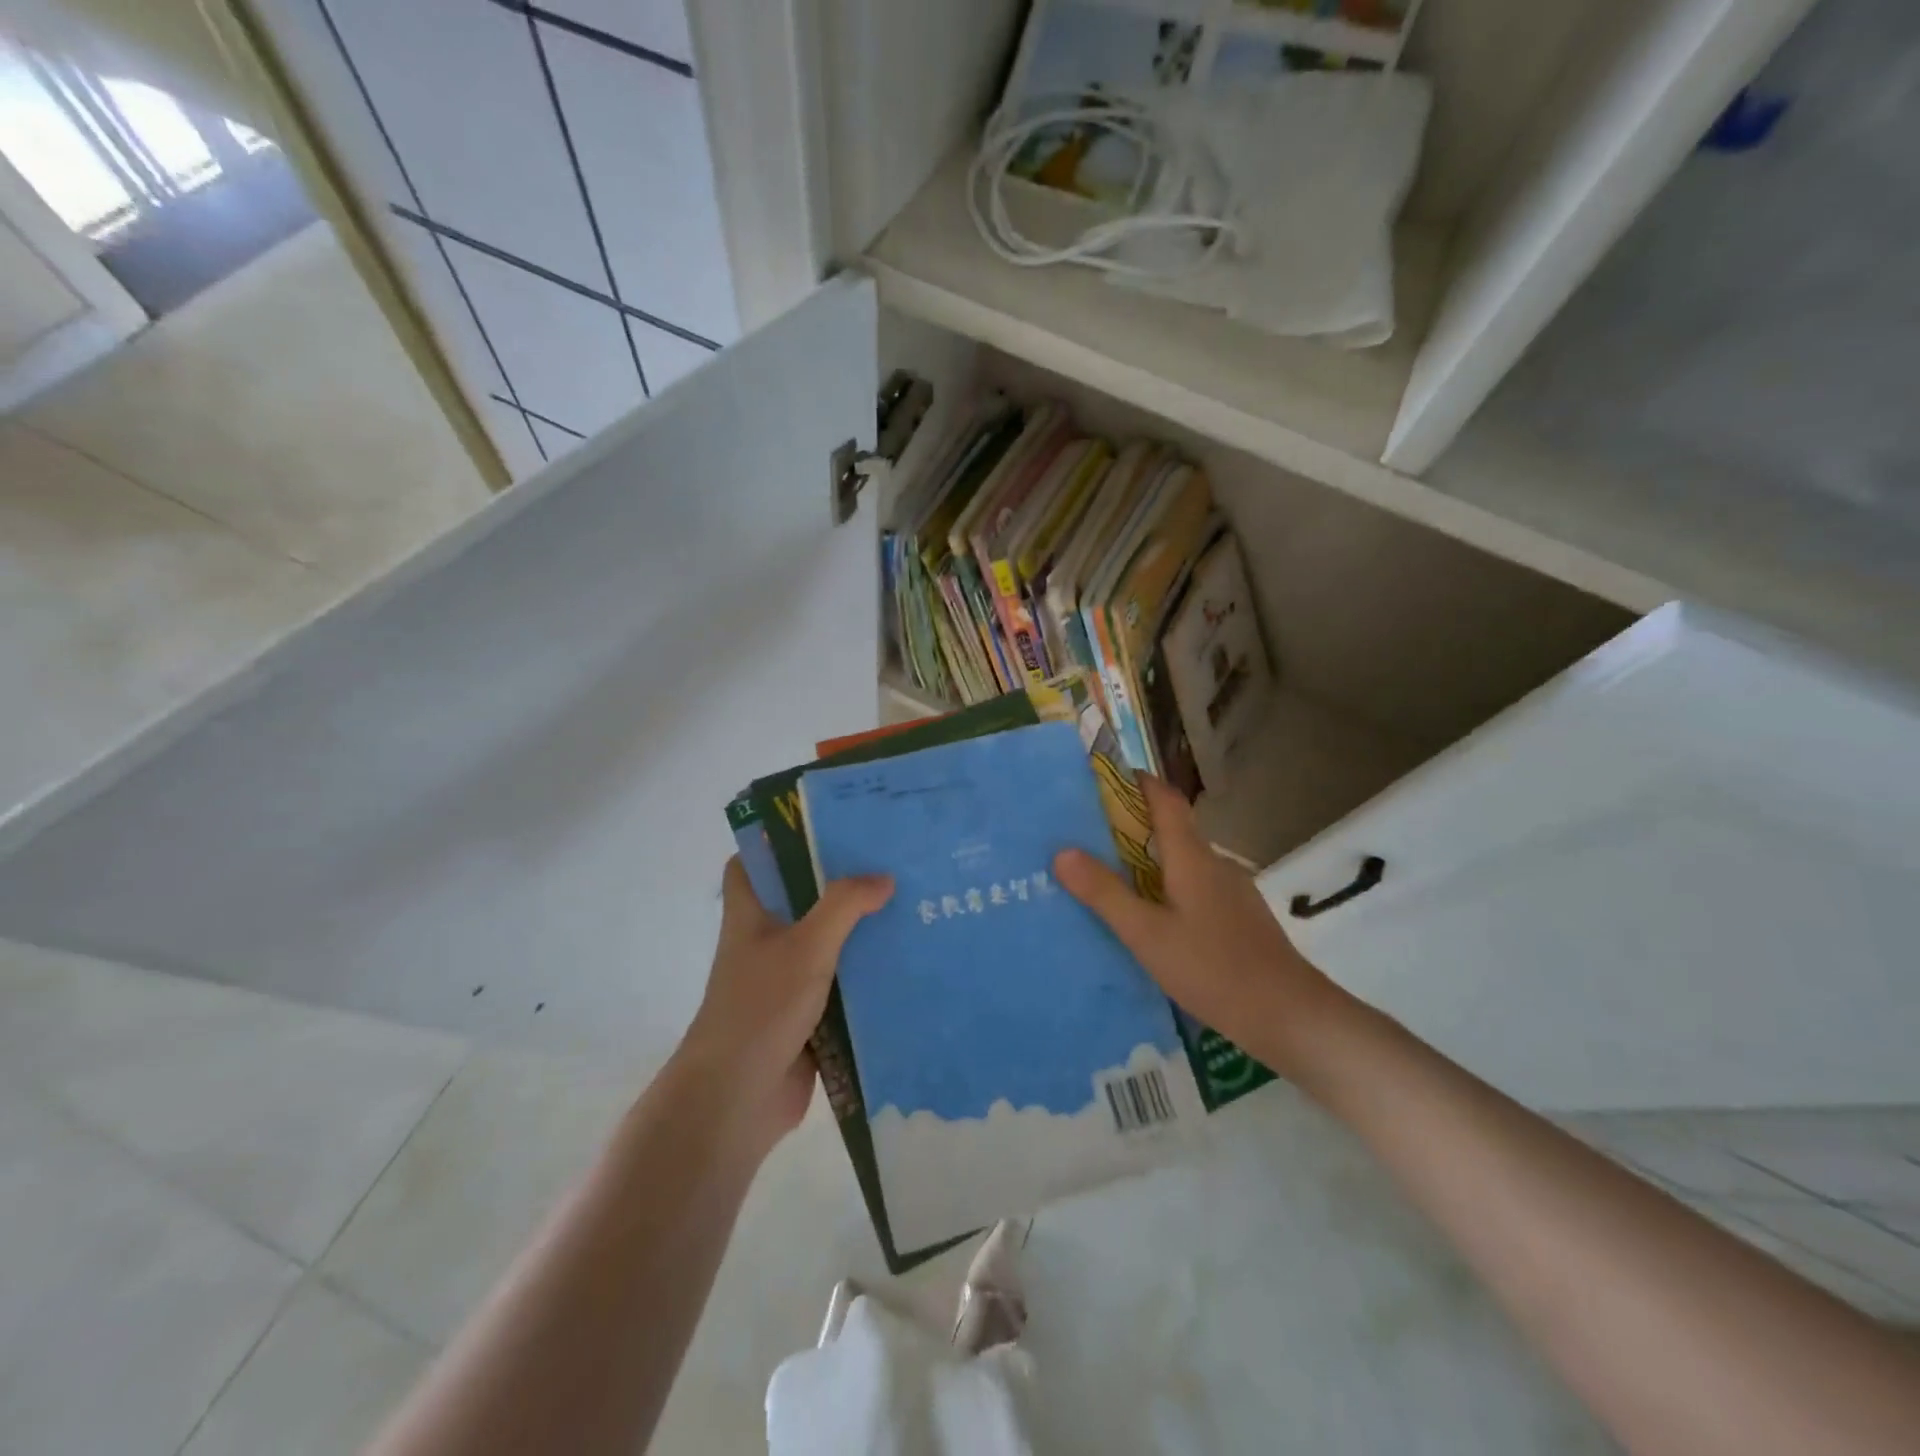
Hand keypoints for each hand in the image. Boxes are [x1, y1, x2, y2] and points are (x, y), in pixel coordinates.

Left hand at [679, 858, 891, 1147]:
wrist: (738, 1099)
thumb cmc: (761, 1007)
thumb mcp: (805, 945)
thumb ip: (844, 905)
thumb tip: (884, 877)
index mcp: (750, 915)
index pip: (752, 863)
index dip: (777, 841)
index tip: (824, 825)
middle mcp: (766, 940)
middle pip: (801, 899)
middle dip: (839, 882)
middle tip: (888, 859)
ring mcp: (786, 979)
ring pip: (827, 942)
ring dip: (859, 929)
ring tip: (909, 902)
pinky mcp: (808, 1013)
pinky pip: (842, 982)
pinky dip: (867, 973)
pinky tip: (906, 960)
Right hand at [1053, 776, 1347, 1076]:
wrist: (1289, 1015)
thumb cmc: (1213, 968)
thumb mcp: (1147, 934)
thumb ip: (1105, 893)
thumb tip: (1062, 851)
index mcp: (1192, 857)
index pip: (1165, 799)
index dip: (1137, 781)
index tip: (1103, 779)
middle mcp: (1215, 864)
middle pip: (1172, 828)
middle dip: (1132, 824)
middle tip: (1089, 835)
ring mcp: (1232, 891)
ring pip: (1184, 861)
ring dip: (1150, 859)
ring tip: (1112, 878)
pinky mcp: (1239, 917)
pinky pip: (1196, 887)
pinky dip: (1169, 887)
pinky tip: (1153, 919)